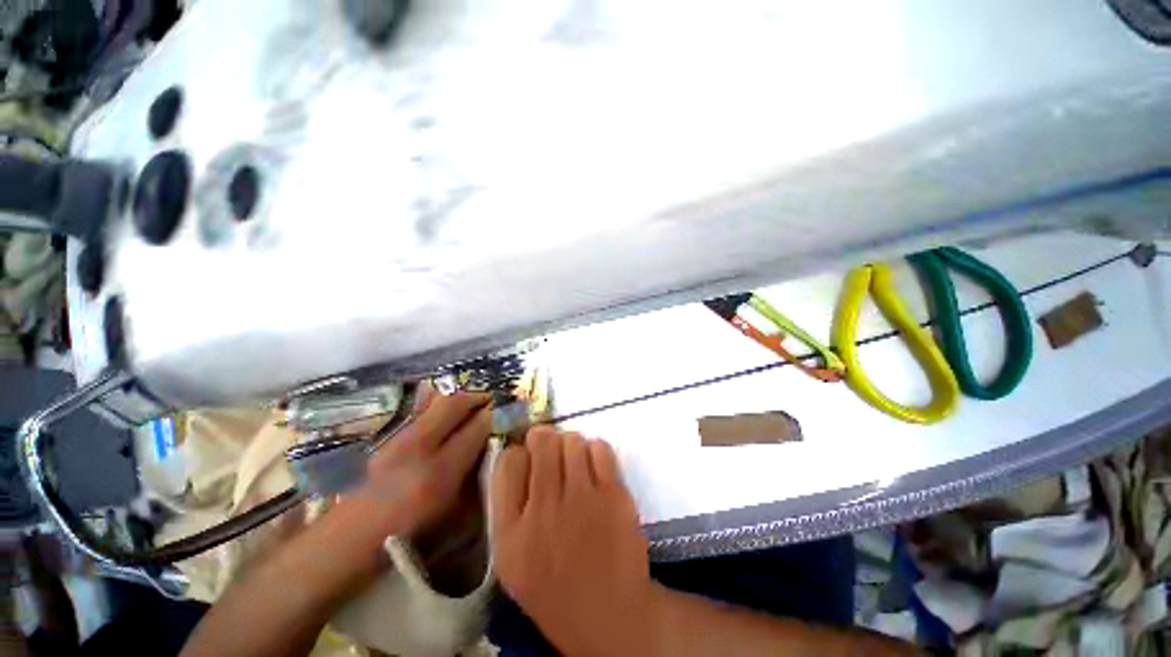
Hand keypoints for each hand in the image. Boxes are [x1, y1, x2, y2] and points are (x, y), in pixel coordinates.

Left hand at [355, 385, 491, 538]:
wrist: (347, 542)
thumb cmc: (407, 538)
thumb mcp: (452, 516)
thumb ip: (475, 478)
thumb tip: (493, 449)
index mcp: (439, 471)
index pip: (476, 428)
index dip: (495, 416)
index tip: (507, 412)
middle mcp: (418, 446)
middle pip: (454, 403)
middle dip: (477, 397)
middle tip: (491, 401)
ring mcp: (399, 439)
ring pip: (436, 402)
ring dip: (459, 400)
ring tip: (472, 406)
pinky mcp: (388, 438)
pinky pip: (421, 410)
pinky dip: (439, 406)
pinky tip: (446, 416)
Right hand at [492, 427, 657, 656]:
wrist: (609, 613)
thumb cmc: (554, 588)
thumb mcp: (512, 559)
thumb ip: (508, 507)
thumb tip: (518, 456)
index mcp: (512, 531)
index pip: (507, 463)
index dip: (518, 452)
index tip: (528, 458)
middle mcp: (545, 508)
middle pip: (541, 442)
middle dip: (544, 439)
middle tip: (551, 451)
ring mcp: (582, 499)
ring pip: (572, 440)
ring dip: (571, 444)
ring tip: (574, 460)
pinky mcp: (613, 494)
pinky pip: (600, 448)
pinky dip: (595, 449)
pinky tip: (594, 465)